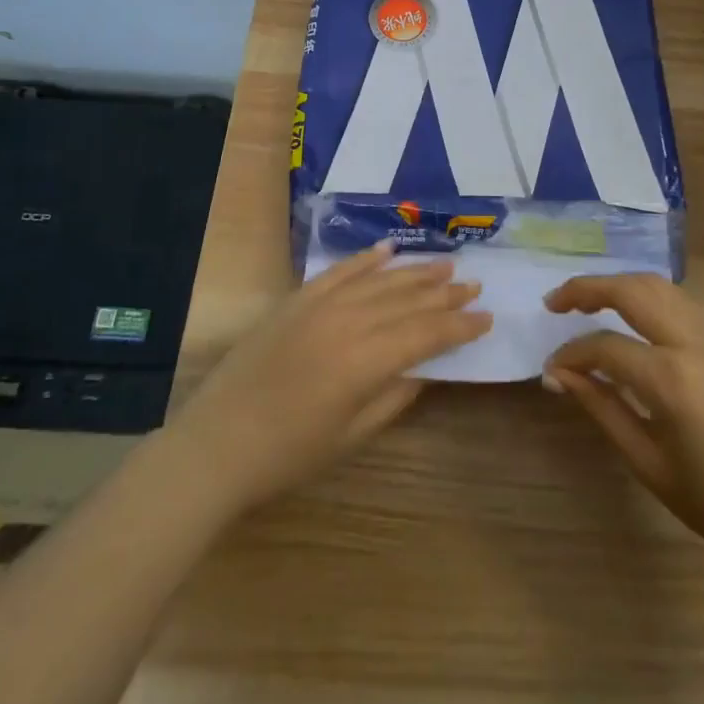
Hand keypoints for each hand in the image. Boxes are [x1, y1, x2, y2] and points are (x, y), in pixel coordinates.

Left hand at [169, 241, 491, 513]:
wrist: (218, 442)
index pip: (426, 333)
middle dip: (444, 294)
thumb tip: (425, 368)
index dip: (459, 326)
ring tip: (445, 266)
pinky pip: (340, 271)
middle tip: (475, 285)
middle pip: (407, 300)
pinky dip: (366, 259)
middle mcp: (348, 321)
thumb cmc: (289, 453)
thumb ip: (393, 397)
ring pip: (379, 280)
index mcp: (365, 360)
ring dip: (414, 272)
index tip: (486, 318)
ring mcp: (320, 304)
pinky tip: (388, 249)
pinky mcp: (297, 298)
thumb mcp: (350, 435)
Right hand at [542, 274, 703, 572]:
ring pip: (657, 285)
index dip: (571, 354)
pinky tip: (631, 312)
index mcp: (672, 379)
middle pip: (631, 290)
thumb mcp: (647, 462)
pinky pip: (679, 299)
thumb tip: (557, 374)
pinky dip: (646, 293)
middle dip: (586, 289)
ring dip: (618, 284)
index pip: (605, 346)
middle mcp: (692, 343)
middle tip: (555, 302)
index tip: (551, 369)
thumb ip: (600, 408)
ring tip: (587, 300)